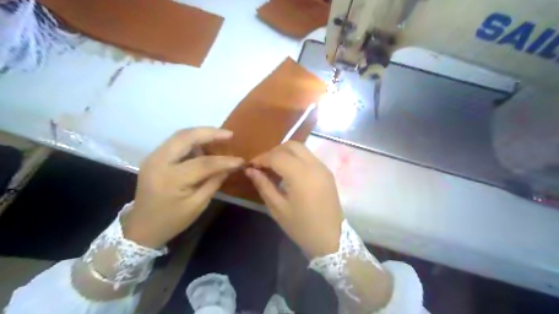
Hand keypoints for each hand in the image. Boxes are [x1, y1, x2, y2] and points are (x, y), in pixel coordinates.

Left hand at [123, 127, 242, 247]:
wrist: (142, 226)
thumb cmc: (172, 220)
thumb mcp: (198, 205)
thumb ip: (214, 182)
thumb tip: (230, 166)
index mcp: (171, 179)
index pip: (203, 163)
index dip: (225, 160)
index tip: (240, 159)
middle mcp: (159, 162)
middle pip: (186, 137)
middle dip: (210, 132)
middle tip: (229, 134)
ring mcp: (153, 157)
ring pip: (179, 135)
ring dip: (201, 134)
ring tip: (219, 137)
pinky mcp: (153, 157)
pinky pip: (175, 142)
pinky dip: (191, 140)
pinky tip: (204, 145)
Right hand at [247, 141, 342, 257]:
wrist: (331, 238)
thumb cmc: (302, 227)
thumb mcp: (278, 208)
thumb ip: (263, 185)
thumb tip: (250, 170)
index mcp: (301, 175)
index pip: (277, 156)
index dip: (261, 158)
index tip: (250, 165)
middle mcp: (314, 165)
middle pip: (291, 146)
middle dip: (274, 151)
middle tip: (263, 165)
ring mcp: (323, 167)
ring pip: (301, 149)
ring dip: (285, 153)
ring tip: (274, 168)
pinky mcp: (327, 172)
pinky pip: (308, 157)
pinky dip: (296, 158)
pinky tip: (288, 172)